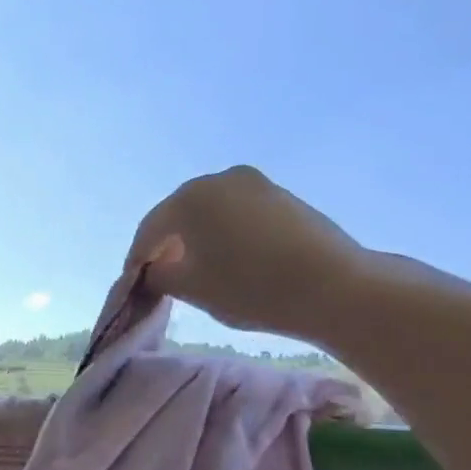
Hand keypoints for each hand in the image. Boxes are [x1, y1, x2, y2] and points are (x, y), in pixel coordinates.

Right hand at [126, 166, 369, 341]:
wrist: (337, 288)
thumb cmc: (251, 287)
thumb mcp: (192, 289)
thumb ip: (160, 276)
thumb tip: (154, 270)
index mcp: (189, 198)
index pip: (149, 229)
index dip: (137, 258)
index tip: (133, 283)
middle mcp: (219, 180)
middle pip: (179, 214)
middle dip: (167, 244)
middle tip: (162, 275)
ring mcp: (256, 185)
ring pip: (211, 212)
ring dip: (198, 238)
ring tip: (197, 269)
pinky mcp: (283, 198)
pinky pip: (239, 214)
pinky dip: (226, 234)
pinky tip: (231, 260)